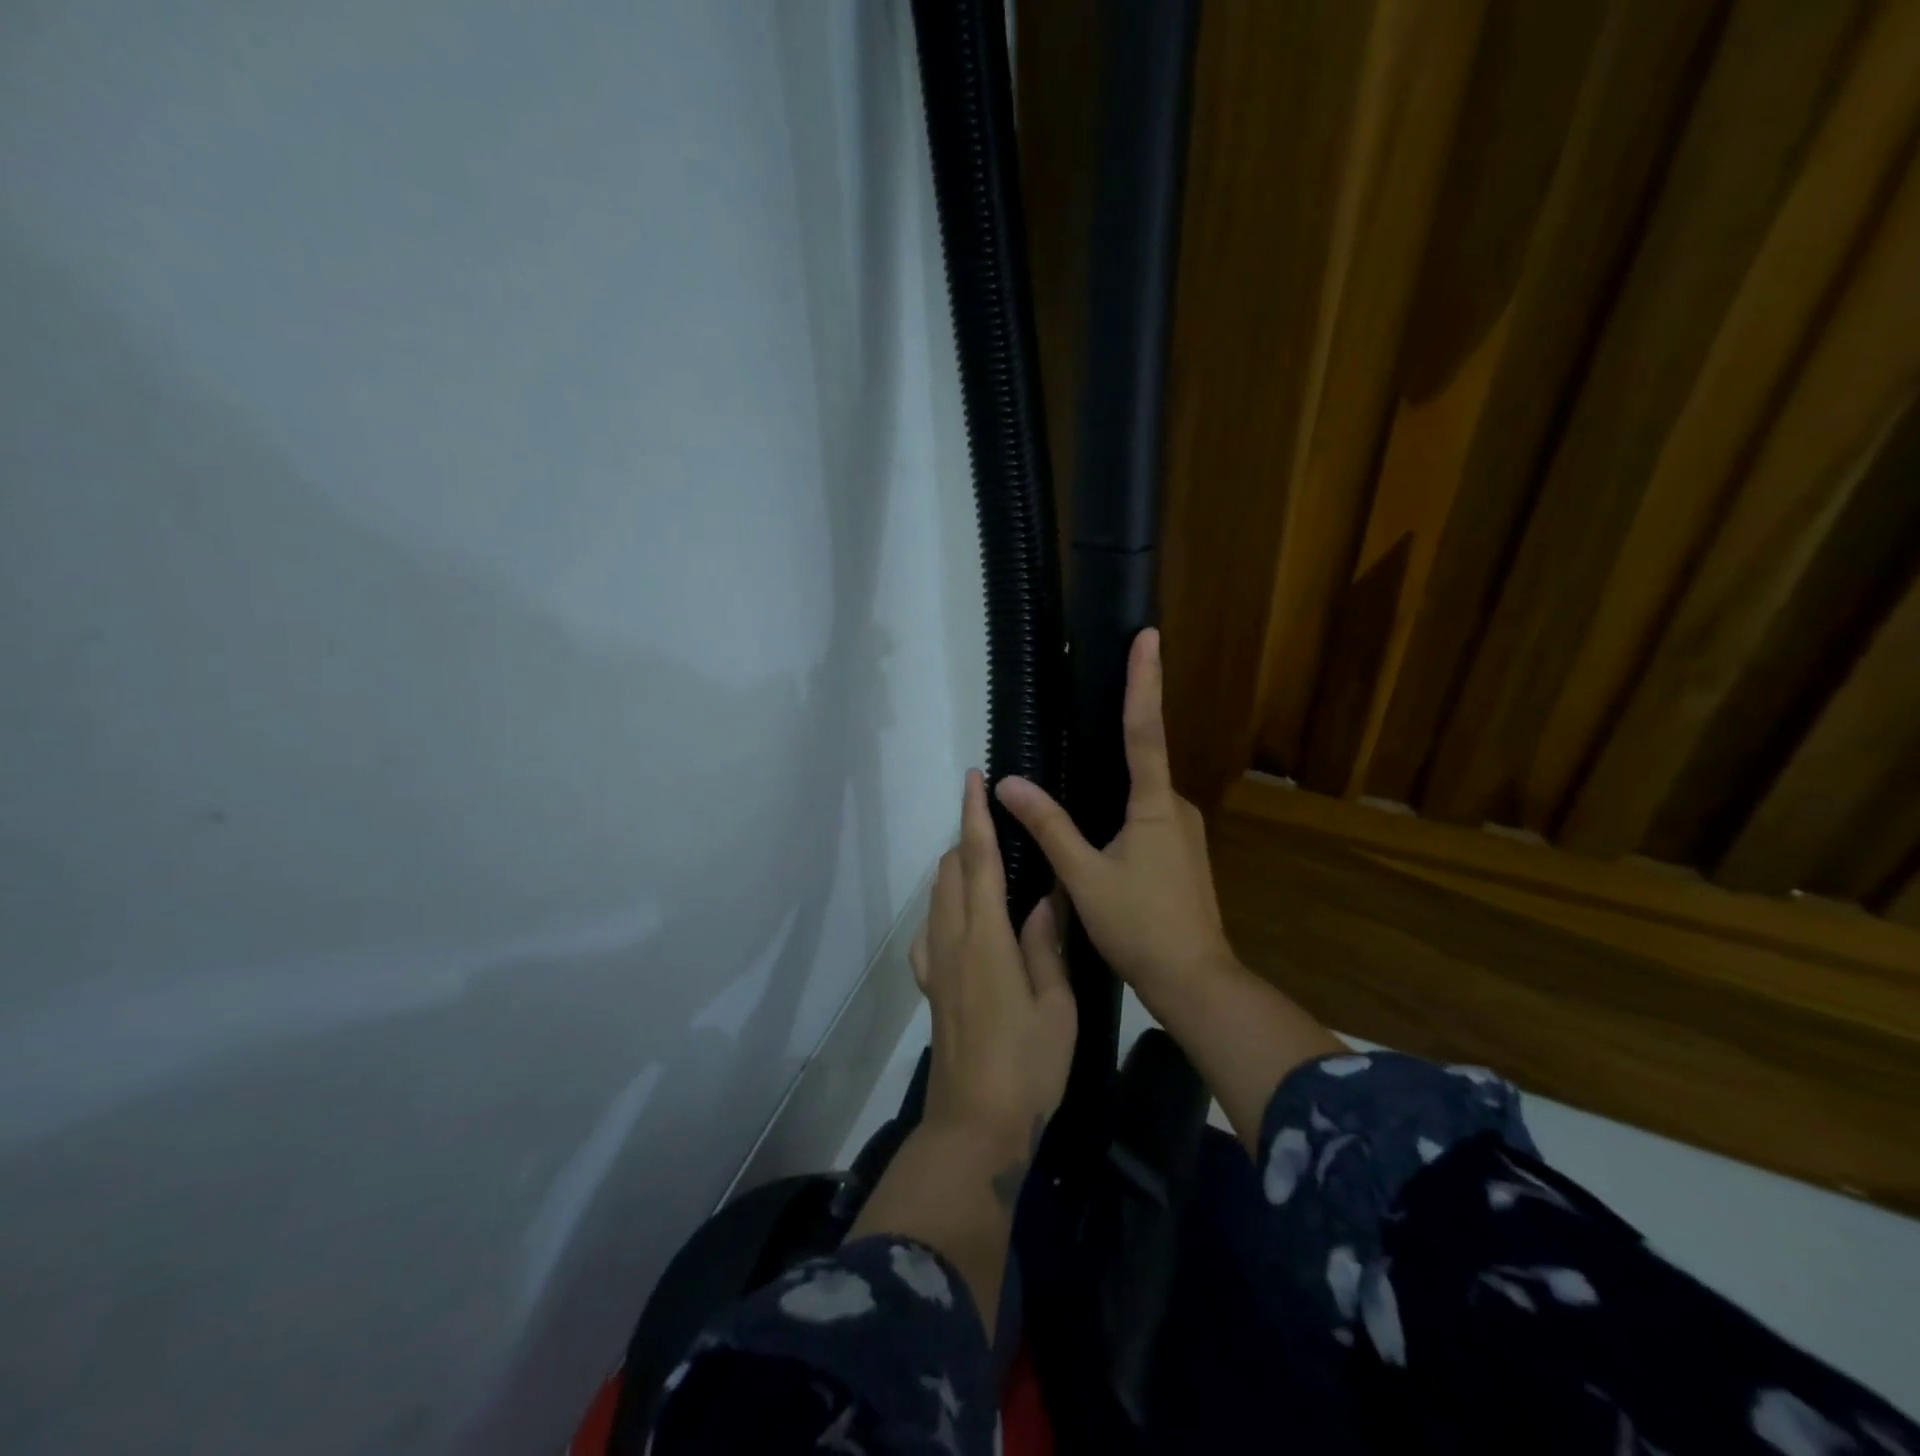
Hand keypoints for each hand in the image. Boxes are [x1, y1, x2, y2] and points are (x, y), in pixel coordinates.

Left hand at [911, 771, 1077, 1155]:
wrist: (975, 1126)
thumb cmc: (1028, 1066)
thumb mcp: (1056, 1005)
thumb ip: (1046, 945)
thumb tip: (1046, 898)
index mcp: (985, 937)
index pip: (976, 860)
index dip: (974, 815)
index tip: (973, 778)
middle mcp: (951, 941)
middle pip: (949, 870)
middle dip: (967, 838)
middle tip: (1000, 829)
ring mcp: (934, 964)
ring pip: (936, 896)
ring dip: (956, 870)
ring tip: (989, 869)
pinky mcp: (929, 987)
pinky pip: (929, 931)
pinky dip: (945, 907)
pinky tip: (965, 922)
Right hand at [995, 628, 1234, 1021]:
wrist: (1194, 981)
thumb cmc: (1139, 926)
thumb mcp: (1083, 876)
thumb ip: (1048, 825)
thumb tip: (1008, 783)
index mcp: (1154, 804)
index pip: (1145, 729)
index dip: (1144, 680)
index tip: (1147, 636)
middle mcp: (1176, 807)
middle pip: (1139, 763)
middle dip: (1113, 744)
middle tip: (1076, 728)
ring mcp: (1183, 831)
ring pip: (1139, 797)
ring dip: (1110, 792)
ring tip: (1075, 802)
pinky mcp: (1182, 853)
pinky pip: (1146, 818)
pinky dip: (1120, 815)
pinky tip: (1097, 838)